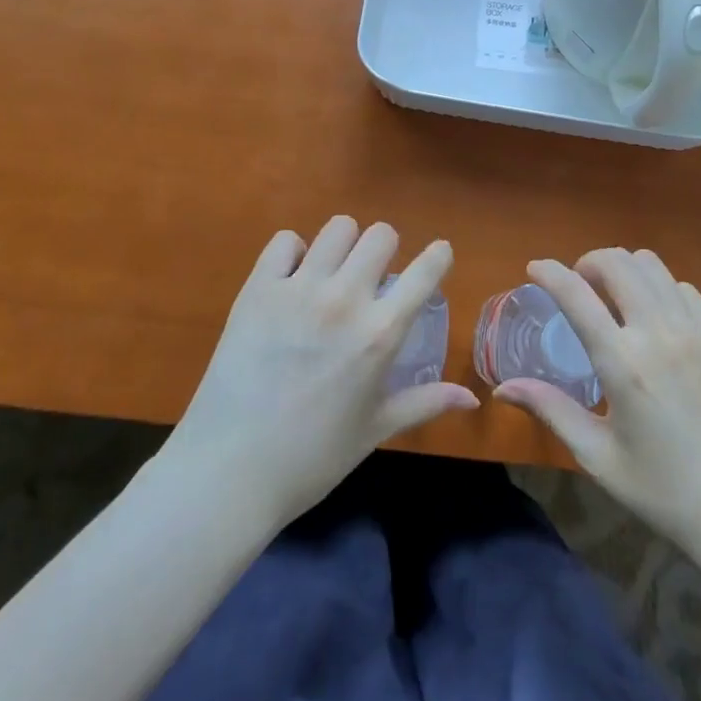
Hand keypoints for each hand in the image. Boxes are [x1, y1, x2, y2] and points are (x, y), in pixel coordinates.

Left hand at [163, 215, 478, 530]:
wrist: (229, 471)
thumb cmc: (310, 458)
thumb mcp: (374, 431)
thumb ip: (424, 403)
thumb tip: (471, 397)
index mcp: (379, 335)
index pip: (424, 272)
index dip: (438, 256)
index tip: (438, 253)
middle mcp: (344, 300)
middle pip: (380, 235)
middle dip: (384, 250)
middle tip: (372, 275)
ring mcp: (299, 289)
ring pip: (337, 228)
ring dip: (343, 246)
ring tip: (332, 272)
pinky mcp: (258, 287)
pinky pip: (285, 241)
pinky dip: (293, 253)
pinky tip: (291, 279)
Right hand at [493, 248, 700, 562]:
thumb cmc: (667, 494)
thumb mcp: (600, 458)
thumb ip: (551, 410)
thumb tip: (504, 387)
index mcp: (623, 364)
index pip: (576, 294)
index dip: (549, 272)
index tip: (534, 268)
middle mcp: (659, 333)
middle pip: (616, 262)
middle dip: (588, 263)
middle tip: (579, 287)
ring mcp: (697, 331)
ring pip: (652, 266)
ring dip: (624, 269)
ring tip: (616, 297)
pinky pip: (685, 289)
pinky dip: (660, 288)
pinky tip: (657, 318)